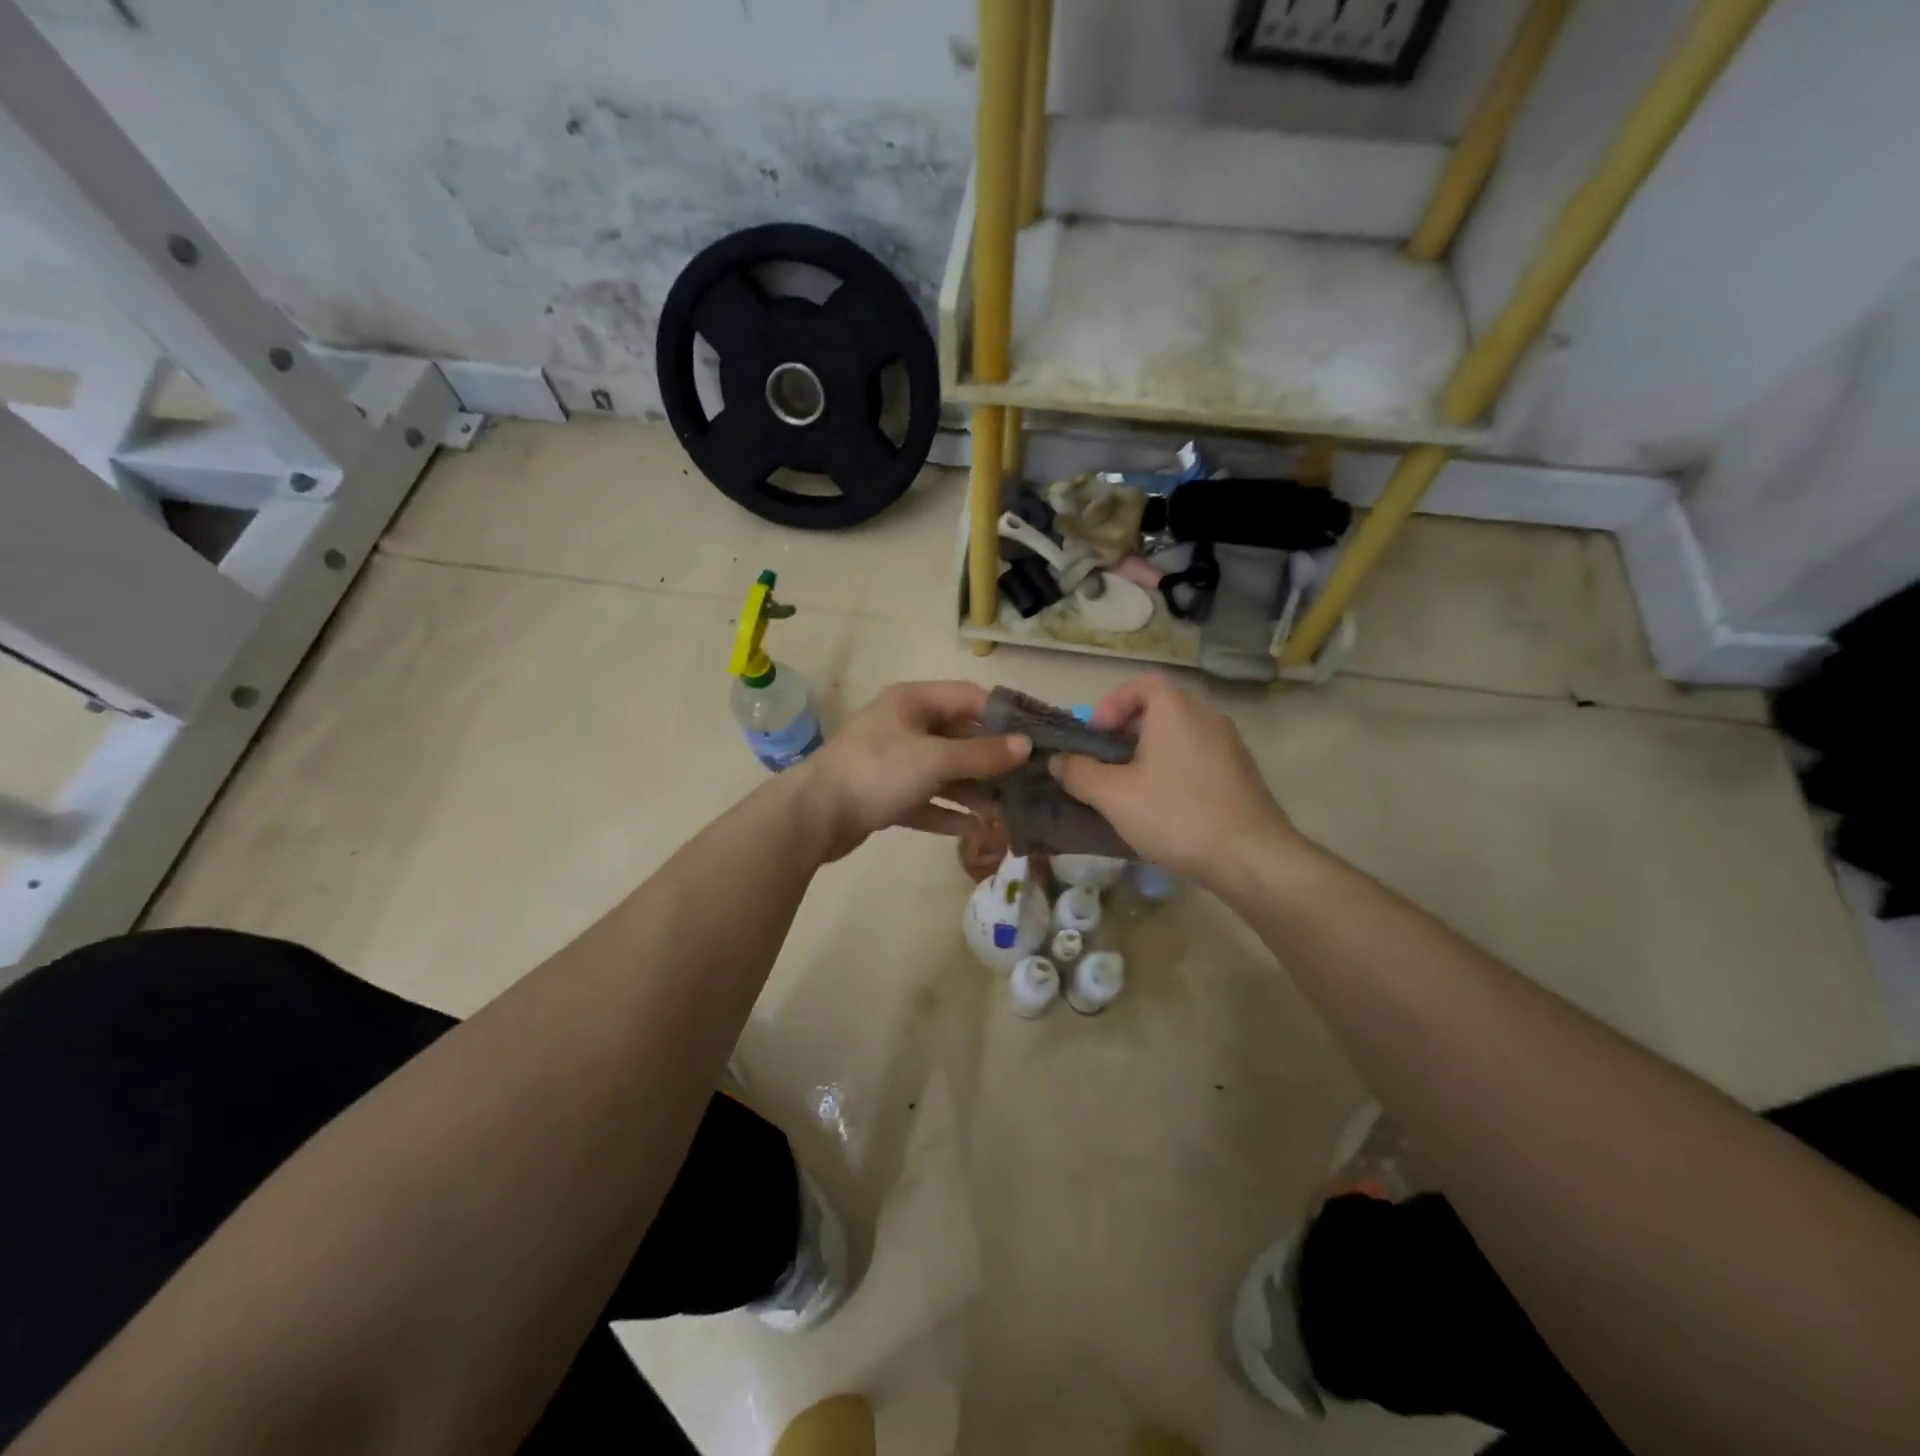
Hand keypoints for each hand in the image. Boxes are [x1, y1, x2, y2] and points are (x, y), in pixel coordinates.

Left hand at [794, 681, 1030, 861]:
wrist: (814, 815)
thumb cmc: (878, 772)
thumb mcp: (936, 758)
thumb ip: (982, 753)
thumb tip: (1026, 746)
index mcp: (913, 702)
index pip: (969, 698)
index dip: (1003, 715)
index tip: (1035, 736)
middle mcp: (904, 725)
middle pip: (958, 736)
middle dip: (990, 759)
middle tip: (1026, 779)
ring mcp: (892, 761)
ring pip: (943, 771)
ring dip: (972, 790)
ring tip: (1005, 811)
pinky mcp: (884, 794)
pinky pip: (924, 799)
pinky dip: (946, 811)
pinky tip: (973, 828)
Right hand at [1048, 674, 1297, 883]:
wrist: (1251, 857)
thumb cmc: (1175, 815)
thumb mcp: (1113, 796)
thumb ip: (1079, 773)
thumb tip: (1058, 760)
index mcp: (1175, 709)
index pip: (1140, 684)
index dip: (1111, 705)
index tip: (1094, 737)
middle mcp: (1206, 716)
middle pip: (1159, 709)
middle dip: (1125, 733)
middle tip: (1104, 764)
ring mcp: (1230, 744)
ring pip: (1179, 736)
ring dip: (1149, 753)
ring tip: (1129, 788)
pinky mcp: (1241, 773)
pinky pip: (1198, 757)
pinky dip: (1174, 769)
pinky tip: (1164, 806)